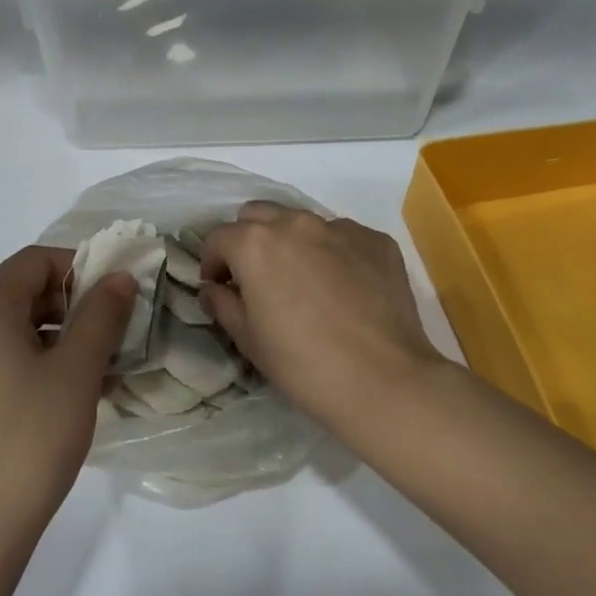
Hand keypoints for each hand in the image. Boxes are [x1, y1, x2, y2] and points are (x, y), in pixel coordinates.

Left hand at [0, 246, 135, 561]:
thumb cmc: (28, 441)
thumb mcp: (76, 373)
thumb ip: (101, 315)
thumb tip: (118, 277)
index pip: (34, 261)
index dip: (80, 269)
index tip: (116, 298)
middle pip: (18, 294)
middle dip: (70, 309)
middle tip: (111, 340)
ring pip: (6, 331)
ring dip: (52, 340)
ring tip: (93, 375)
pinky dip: (26, 364)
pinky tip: (57, 399)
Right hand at [200, 204, 446, 431]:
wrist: (383, 380)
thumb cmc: (302, 364)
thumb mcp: (248, 339)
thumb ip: (222, 304)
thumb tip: (213, 288)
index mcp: (255, 244)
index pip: (219, 238)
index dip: (212, 263)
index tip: (219, 288)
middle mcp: (295, 223)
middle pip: (258, 215)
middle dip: (248, 240)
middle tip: (256, 277)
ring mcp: (341, 228)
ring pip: (302, 222)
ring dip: (291, 243)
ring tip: (302, 281)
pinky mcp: (377, 241)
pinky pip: (343, 237)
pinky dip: (333, 253)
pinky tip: (343, 288)